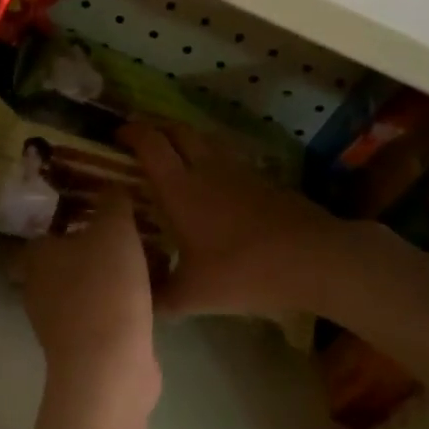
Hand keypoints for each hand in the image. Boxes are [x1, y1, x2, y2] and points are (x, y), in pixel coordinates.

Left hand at [11, 194, 159, 409]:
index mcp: (36, 256)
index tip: (86, 209)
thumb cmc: (104, 287)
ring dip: (106, 277)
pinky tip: (148, 293)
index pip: (38, 231)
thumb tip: (113, 187)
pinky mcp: (83, 348)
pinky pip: (101, 314)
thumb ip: (113, 202)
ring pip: (83, 288)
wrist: (110, 367)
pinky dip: (118, 304)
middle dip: (88, 248)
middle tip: (122, 231)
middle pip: (62, 261)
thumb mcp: (114, 229)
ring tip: (143, 258)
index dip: (59, 220)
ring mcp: (58, 323)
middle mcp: (39, 288)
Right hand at [123, 124, 373, 325]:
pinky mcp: (261, 177)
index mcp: (180, 188)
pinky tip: (213, 182)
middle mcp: (205, 168)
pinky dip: (211, 157)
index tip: (116, 135)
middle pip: (176, 128)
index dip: (130, 132)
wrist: (312, 258)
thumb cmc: (243, 272)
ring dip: (184, 139)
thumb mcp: (194, 295)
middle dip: (155, 127)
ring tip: (175, 156)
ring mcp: (237, 169)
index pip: (149, 143)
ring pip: (204, 138)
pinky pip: (227, 156)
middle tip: (142, 140)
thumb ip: (160, 297)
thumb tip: (138, 301)